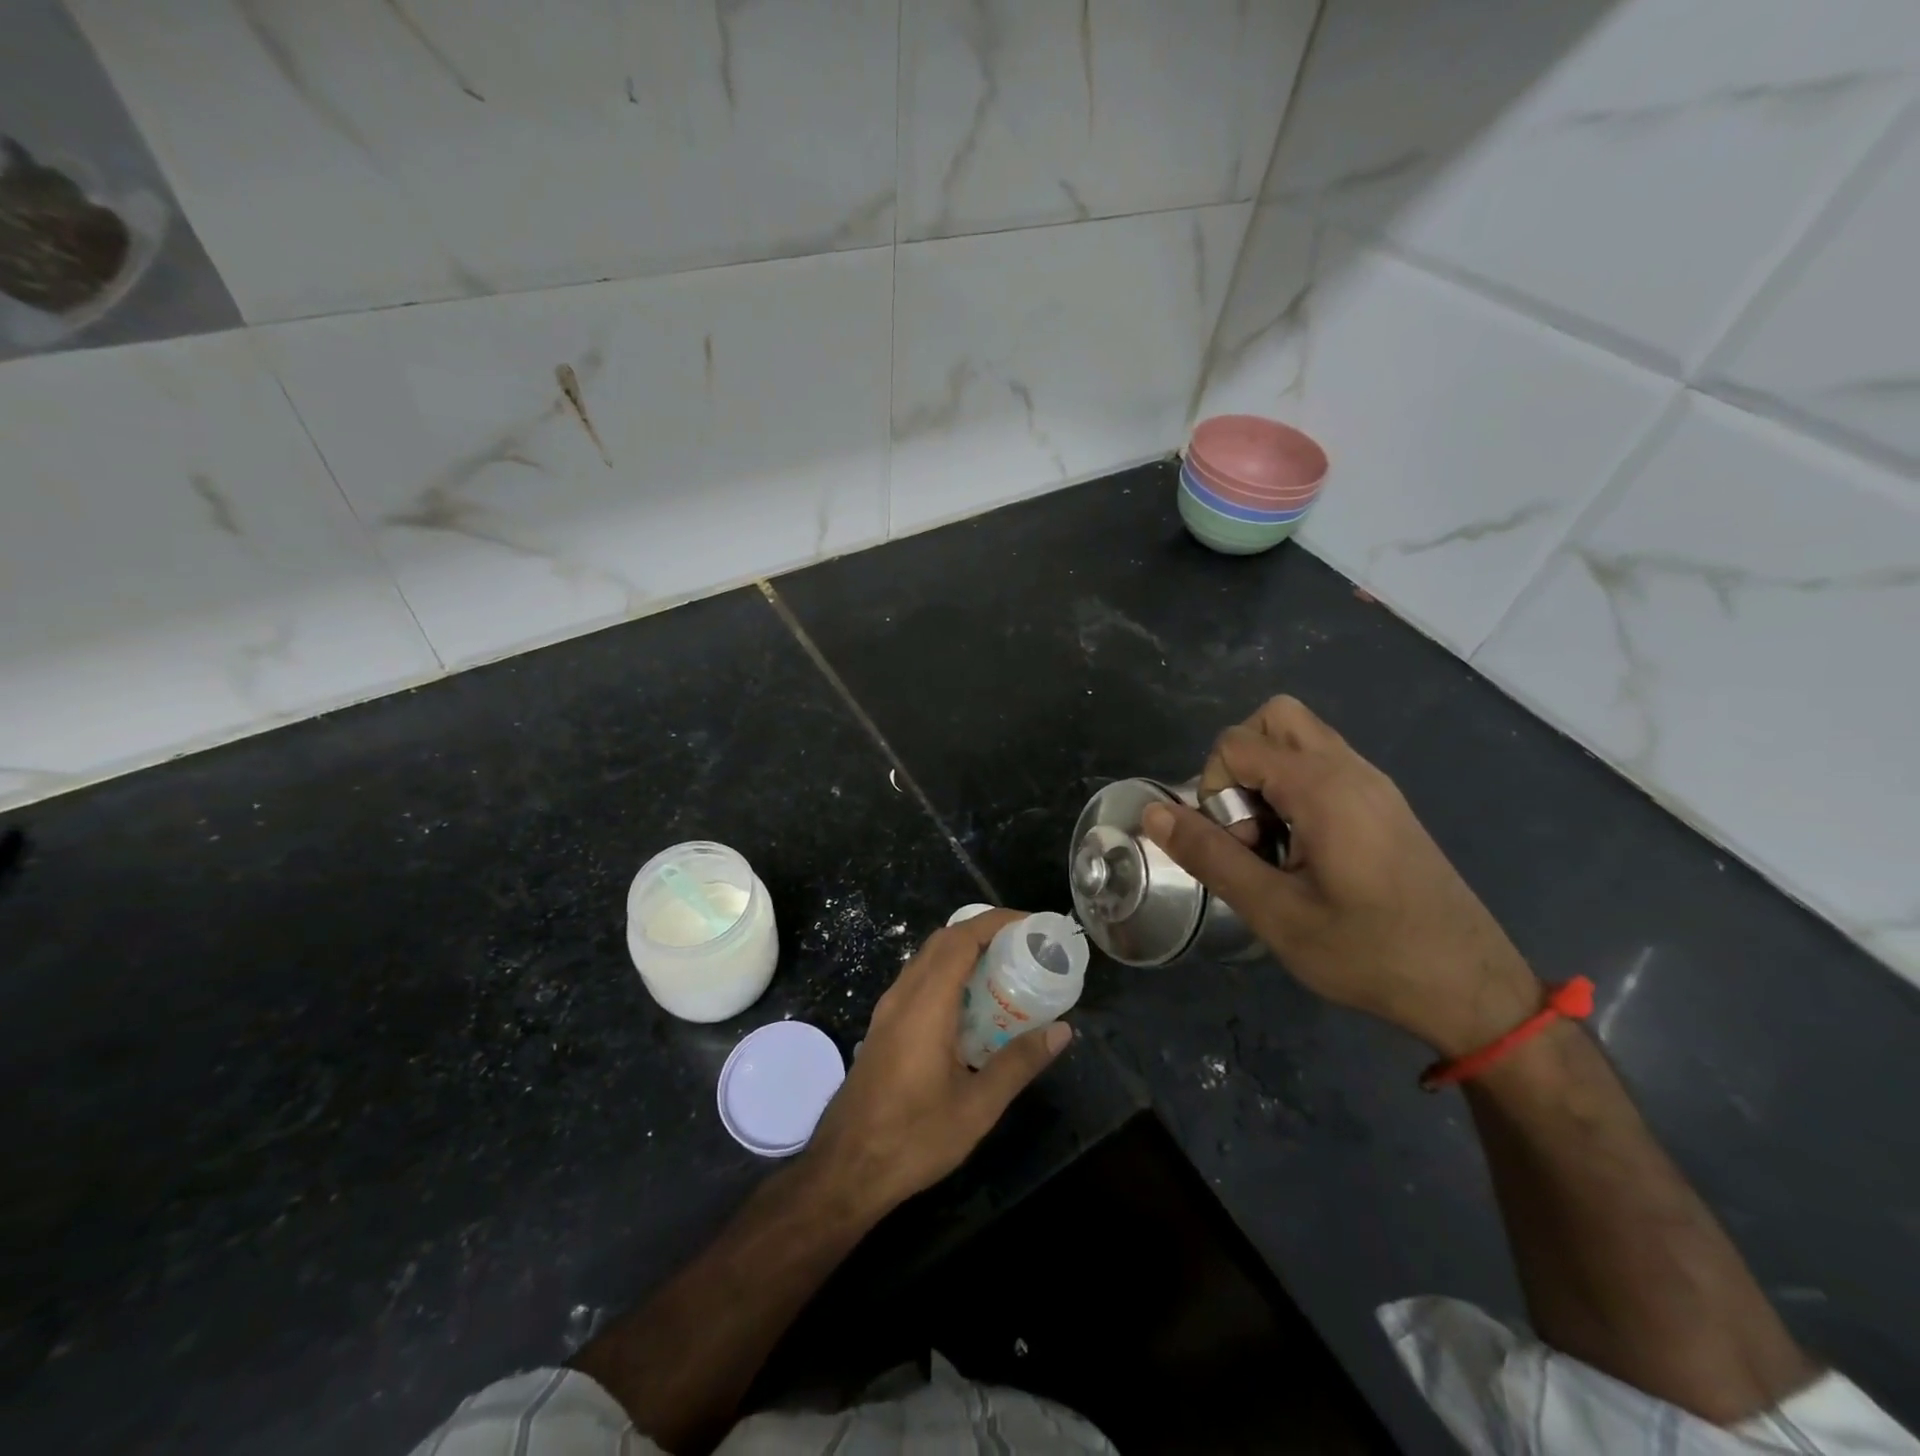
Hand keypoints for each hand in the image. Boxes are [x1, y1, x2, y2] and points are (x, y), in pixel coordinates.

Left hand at [802, 909, 1072, 1214]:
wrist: (845, 1169)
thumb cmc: (913, 1138)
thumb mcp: (977, 1107)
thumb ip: (1019, 1063)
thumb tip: (1062, 1030)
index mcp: (926, 1004)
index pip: (960, 939)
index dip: (996, 922)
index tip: (1032, 924)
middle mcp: (903, 995)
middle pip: (943, 941)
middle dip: (984, 932)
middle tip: (1025, 946)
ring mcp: (888, 1010)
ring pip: (927, 959)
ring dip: (964, 951)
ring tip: (1005, 968)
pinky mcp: (883, 1026)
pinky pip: (918, 980)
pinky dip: (948, 973)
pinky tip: (972, 1004)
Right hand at [1141, 696, 1540, 1055]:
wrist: (1472, 988)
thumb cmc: (1369, 953)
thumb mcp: (1275, 913)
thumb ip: (1210, 855)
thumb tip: (1152, 813)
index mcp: (1323, 787)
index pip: (1235, 743)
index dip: (1215, 789)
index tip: (1240, 846)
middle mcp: (1350, 769)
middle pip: (1274, 718)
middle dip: (1240, 763)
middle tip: (1249, 825)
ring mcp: (1374, 784)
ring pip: (1300, 739)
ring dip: (1268, 777)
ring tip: (1274, 843)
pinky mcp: (1385, 805)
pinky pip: (1324, 766)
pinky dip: (1295, 790)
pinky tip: (1304, 851)